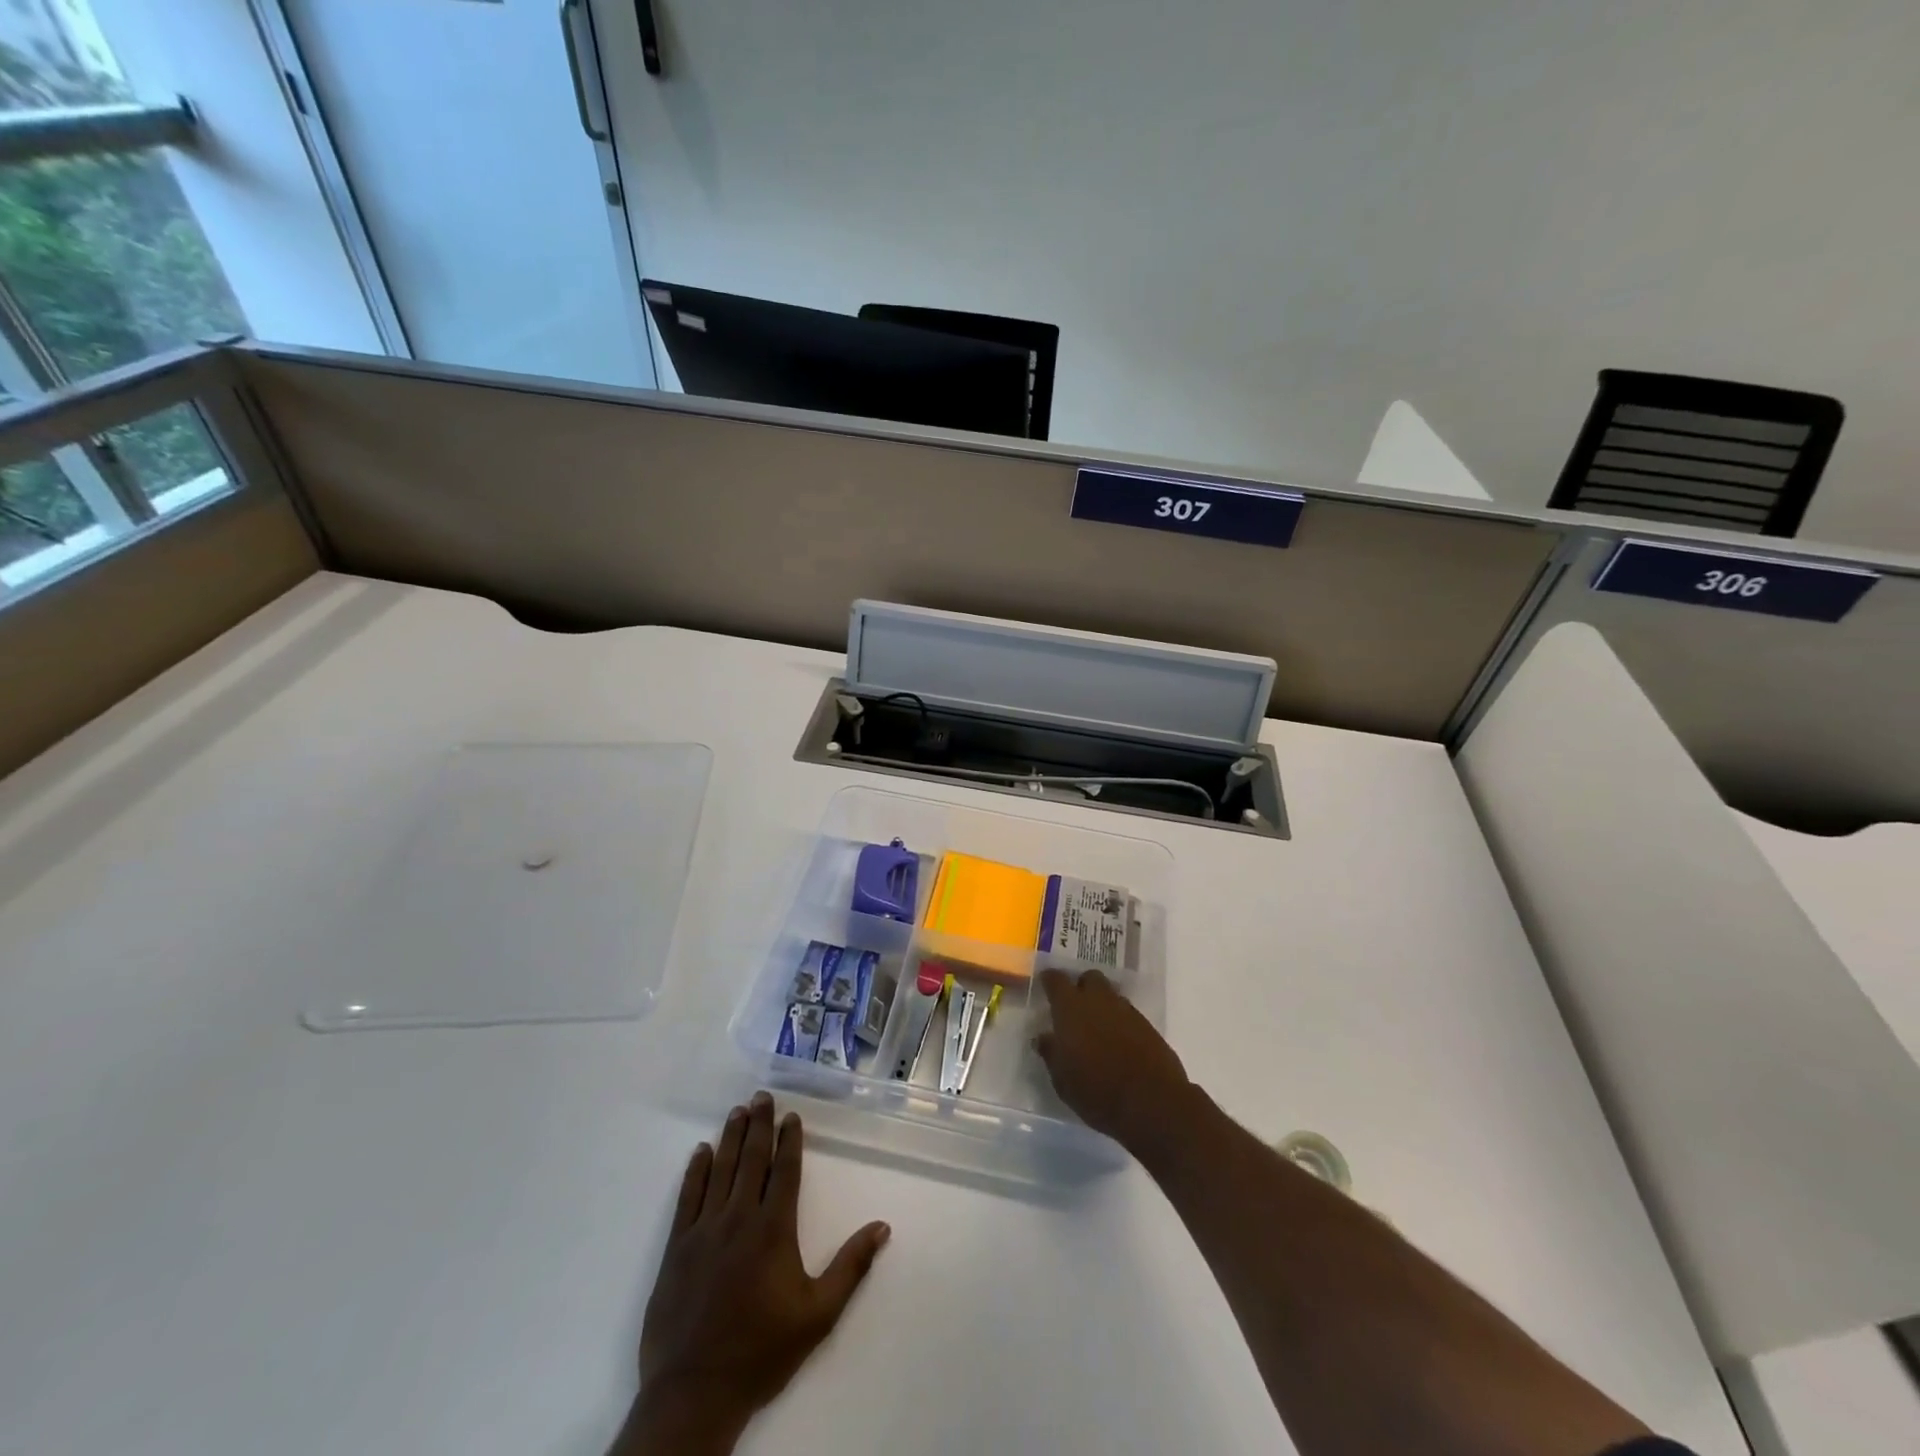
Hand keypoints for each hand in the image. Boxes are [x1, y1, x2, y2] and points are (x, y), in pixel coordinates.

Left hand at [613, 1093, 890, 1454]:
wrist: (694, 1393)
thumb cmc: (762, 1352)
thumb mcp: (818, 1315)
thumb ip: (851, 1267)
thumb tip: (882, 1226)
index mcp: (773, 1229)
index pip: (784, 1171)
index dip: (789, 1140)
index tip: (791, 1116)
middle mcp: (739, 1218)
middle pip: (751, 1160)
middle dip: (759, 1125)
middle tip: (762, 1096)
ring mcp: (704, 1230)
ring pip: (720, 1170)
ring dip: (730, 1137)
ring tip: (737, 1111)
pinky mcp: (677, 1248)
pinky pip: (688, 1197)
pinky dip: (695, 1171)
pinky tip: (701, 1152)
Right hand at [1034, 969, 1192, 1147]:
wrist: (1152, 1103)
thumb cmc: (1097, 1091)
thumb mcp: (1062, 1079)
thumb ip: (1051, 1053)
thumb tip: (1043, 1038)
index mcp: (1071, 1008)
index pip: (1056, 980)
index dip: (1049, 980)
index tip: (1045, 985)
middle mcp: (1099, 1000)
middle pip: (1089, 978)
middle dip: (1081, 987)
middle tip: (1074, 1008)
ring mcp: (1127, 1011)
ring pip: (1111, 995)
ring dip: (1102, 1005)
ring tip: (1096, 1029)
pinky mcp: (1148, 1026)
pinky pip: (1128, 1014)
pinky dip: (1119, 1022)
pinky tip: (1117, 1043)